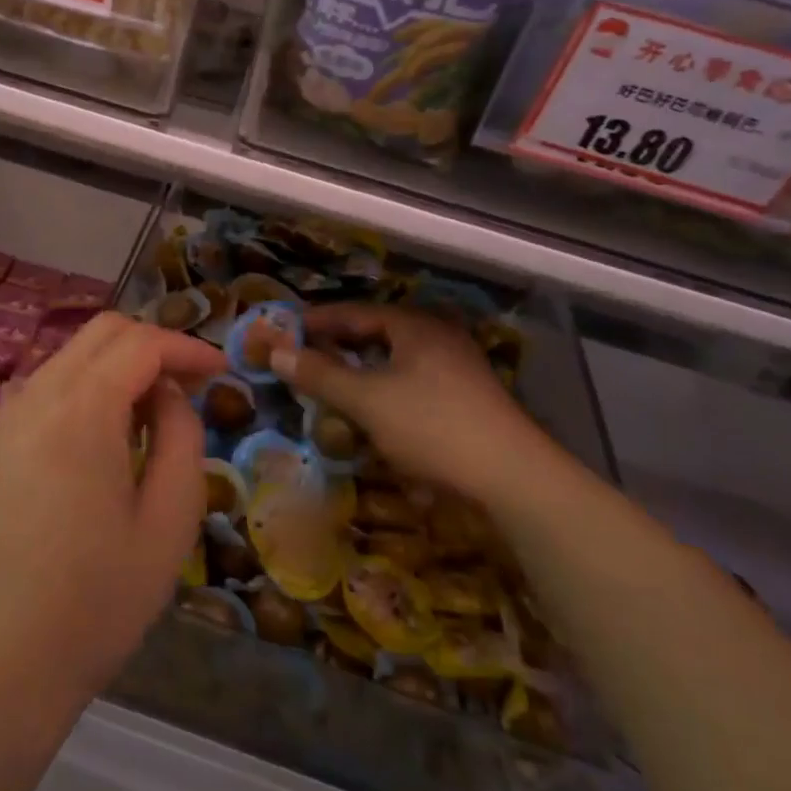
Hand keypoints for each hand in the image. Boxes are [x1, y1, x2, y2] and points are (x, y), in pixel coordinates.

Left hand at [0, 313, 225, 713]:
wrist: (0, 661)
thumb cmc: (98, 599)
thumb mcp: (169, 519)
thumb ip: (181, 436)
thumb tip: (168, 394)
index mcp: (80, 409)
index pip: (140, 342)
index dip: (186, 346)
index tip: (221, 370)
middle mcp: (36, 394)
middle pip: (103, 332)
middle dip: (154, 344)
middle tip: (192, 384)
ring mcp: (7, 414)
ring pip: (74, 353)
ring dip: (120, 363)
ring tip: (155, 411)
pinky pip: (49, 383)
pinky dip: (88, 384)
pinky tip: (108, 431)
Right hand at [269, 303, 547, 492]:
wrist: (514, 478)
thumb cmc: (433, 426)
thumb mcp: (367, 400)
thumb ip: (320, 375)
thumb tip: (276, 352)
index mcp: (414, 326)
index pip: (355, 312)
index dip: (317, 320)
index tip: (285, 330)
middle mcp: (438, 338)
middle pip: (376, 334)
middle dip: (339, 346)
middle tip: (305, 358)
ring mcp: (457, 369)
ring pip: (395, 362)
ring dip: (362, 372)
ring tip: (334, 387)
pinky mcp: (467, 400)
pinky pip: (413, 385)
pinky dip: (386, 393)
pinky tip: (375, 417)